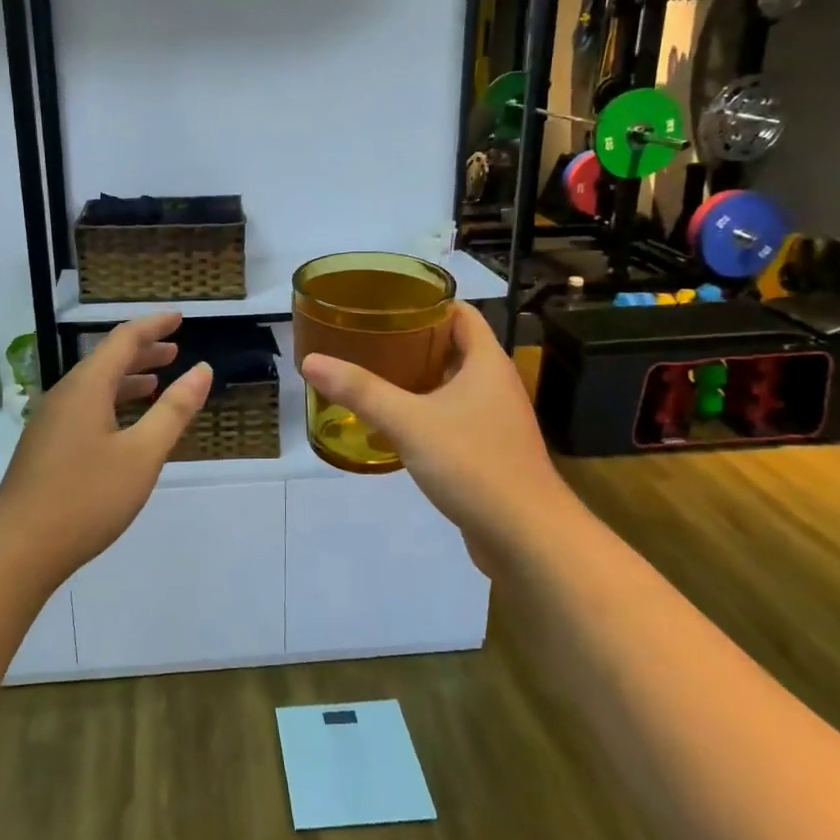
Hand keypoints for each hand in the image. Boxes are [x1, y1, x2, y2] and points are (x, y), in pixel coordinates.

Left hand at [0, 312, 211, 586]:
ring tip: (157, 382)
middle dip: (142, 351)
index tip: (180, 317)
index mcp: (87, 387)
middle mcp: (65, 395)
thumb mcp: (142, 454)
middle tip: (174, 349)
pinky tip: (124, 425)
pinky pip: (85, 407)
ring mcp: (51, 421)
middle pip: (106, 359)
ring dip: (128, 378)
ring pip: (94, 385)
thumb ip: (174, 410)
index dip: (154, 326)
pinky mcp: (46, 446)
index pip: (124, 339)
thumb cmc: (86, 497)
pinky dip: (112, 402)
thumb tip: (202, 370)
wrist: (18, 549)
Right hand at [299, 301, 559, 569]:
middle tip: (369, 337)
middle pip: (455, 347)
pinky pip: (454, 417)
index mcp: (487, 363)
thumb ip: (361, 391)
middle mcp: (495, 385)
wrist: (527, 537)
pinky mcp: (489, 452)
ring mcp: (495, 420)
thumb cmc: (473, 464)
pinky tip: (396, 423)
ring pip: (453, 385)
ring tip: (374, 373)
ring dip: (419, 378)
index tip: (388, 302)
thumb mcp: (409, 422)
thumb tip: (311, 360)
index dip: (428, 302)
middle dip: (414, 340)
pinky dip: (427, 411)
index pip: (461, 314)